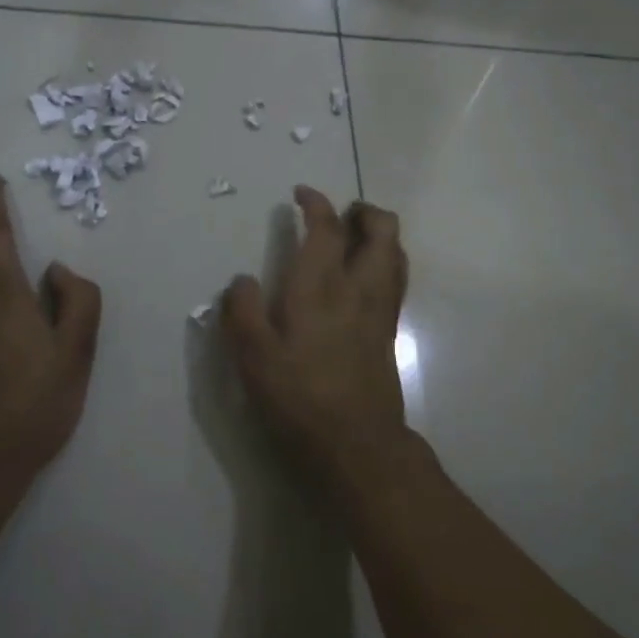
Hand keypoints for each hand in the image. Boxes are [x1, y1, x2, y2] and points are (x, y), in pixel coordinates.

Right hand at [222, 185, 421, 501]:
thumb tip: (242, 280)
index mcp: (320, 288)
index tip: (302, 193)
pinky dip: (386, 262)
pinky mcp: (390, 332)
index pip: (327, 229)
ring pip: (396, 254)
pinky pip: (396, 280)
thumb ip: (243, 312)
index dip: (317, 203)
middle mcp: (359, 289)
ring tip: (356, 238)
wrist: (357, 444)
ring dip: (381, 234)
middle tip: (342, 213)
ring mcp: (381, 310)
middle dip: (365, 212)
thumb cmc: (300, 398)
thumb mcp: (254, 359)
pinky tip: (365, 279)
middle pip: (382, 230)